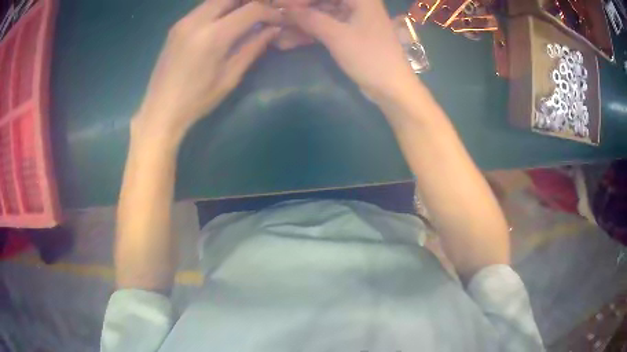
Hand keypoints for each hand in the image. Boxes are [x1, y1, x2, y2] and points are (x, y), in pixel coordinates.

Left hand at [135, 0, 281, 142]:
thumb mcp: (230, 77)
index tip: (279, 21)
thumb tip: (273, 30)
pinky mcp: (176, 26)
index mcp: (213, 36)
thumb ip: (252, 48)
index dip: (270, 12)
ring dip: (235, 3)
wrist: (160, 110)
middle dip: (252, 1)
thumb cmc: (197, 100)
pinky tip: (226, 20)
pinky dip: (220, 7)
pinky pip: (204, 7)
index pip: (251, 10)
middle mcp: (197, 21)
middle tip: (264, 12)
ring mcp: (184, 21)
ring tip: (248, 14)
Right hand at [286, 0, 415, 102]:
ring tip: (278, 34)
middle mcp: (357, 4)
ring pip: (322, 15)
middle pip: (322, 2)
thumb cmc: (370, 57)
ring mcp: (353, 19)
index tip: (278, 5)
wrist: (391, 88)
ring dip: (301, 24)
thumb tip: (285, 9)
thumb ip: (310, 19)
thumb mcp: (337, 36)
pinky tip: (290, 41)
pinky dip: (310, 33)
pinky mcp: (350, 34)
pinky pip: (326, 28)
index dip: (300, 0)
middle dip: (299, 12)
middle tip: (276, 19)